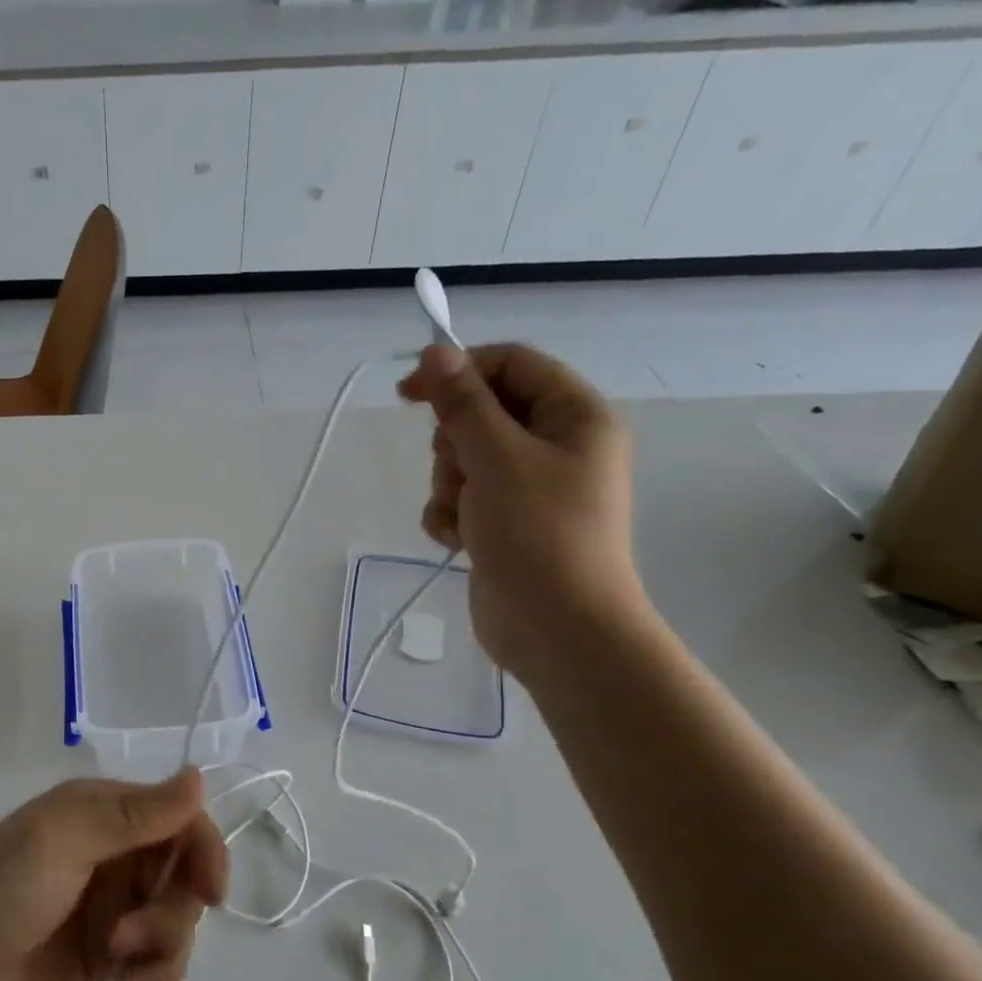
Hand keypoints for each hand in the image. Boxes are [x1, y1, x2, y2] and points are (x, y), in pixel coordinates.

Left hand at [0, 771, 227, 980]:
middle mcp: (114, 856)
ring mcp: (111, 911)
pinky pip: (155, 972)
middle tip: (122, 948)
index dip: (204, 853)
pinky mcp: (105, 961)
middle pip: (182, 883)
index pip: (180, 821)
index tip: (210, 896)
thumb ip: (132, 816)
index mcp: (103, 814)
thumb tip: (199, 778)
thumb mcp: (61, 843)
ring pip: (174, 931)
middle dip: (167, 922)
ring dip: (160, 967)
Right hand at [398, 342, 643, 678]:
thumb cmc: (539, 533)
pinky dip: (451, 516)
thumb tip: (435, 352)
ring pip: (463, 460)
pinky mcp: (505, 524)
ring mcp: (530, 488)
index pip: (511, 365)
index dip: (459, 371)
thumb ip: (463, 402)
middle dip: (454, 444)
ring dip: (449, 486)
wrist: (557, 628)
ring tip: (465, 517)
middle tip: (461, 471)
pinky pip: (461, 500)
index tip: (407, 393)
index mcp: (574, 416)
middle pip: (481, 414)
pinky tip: (460, 540)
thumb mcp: (497, 458)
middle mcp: (556, 446)